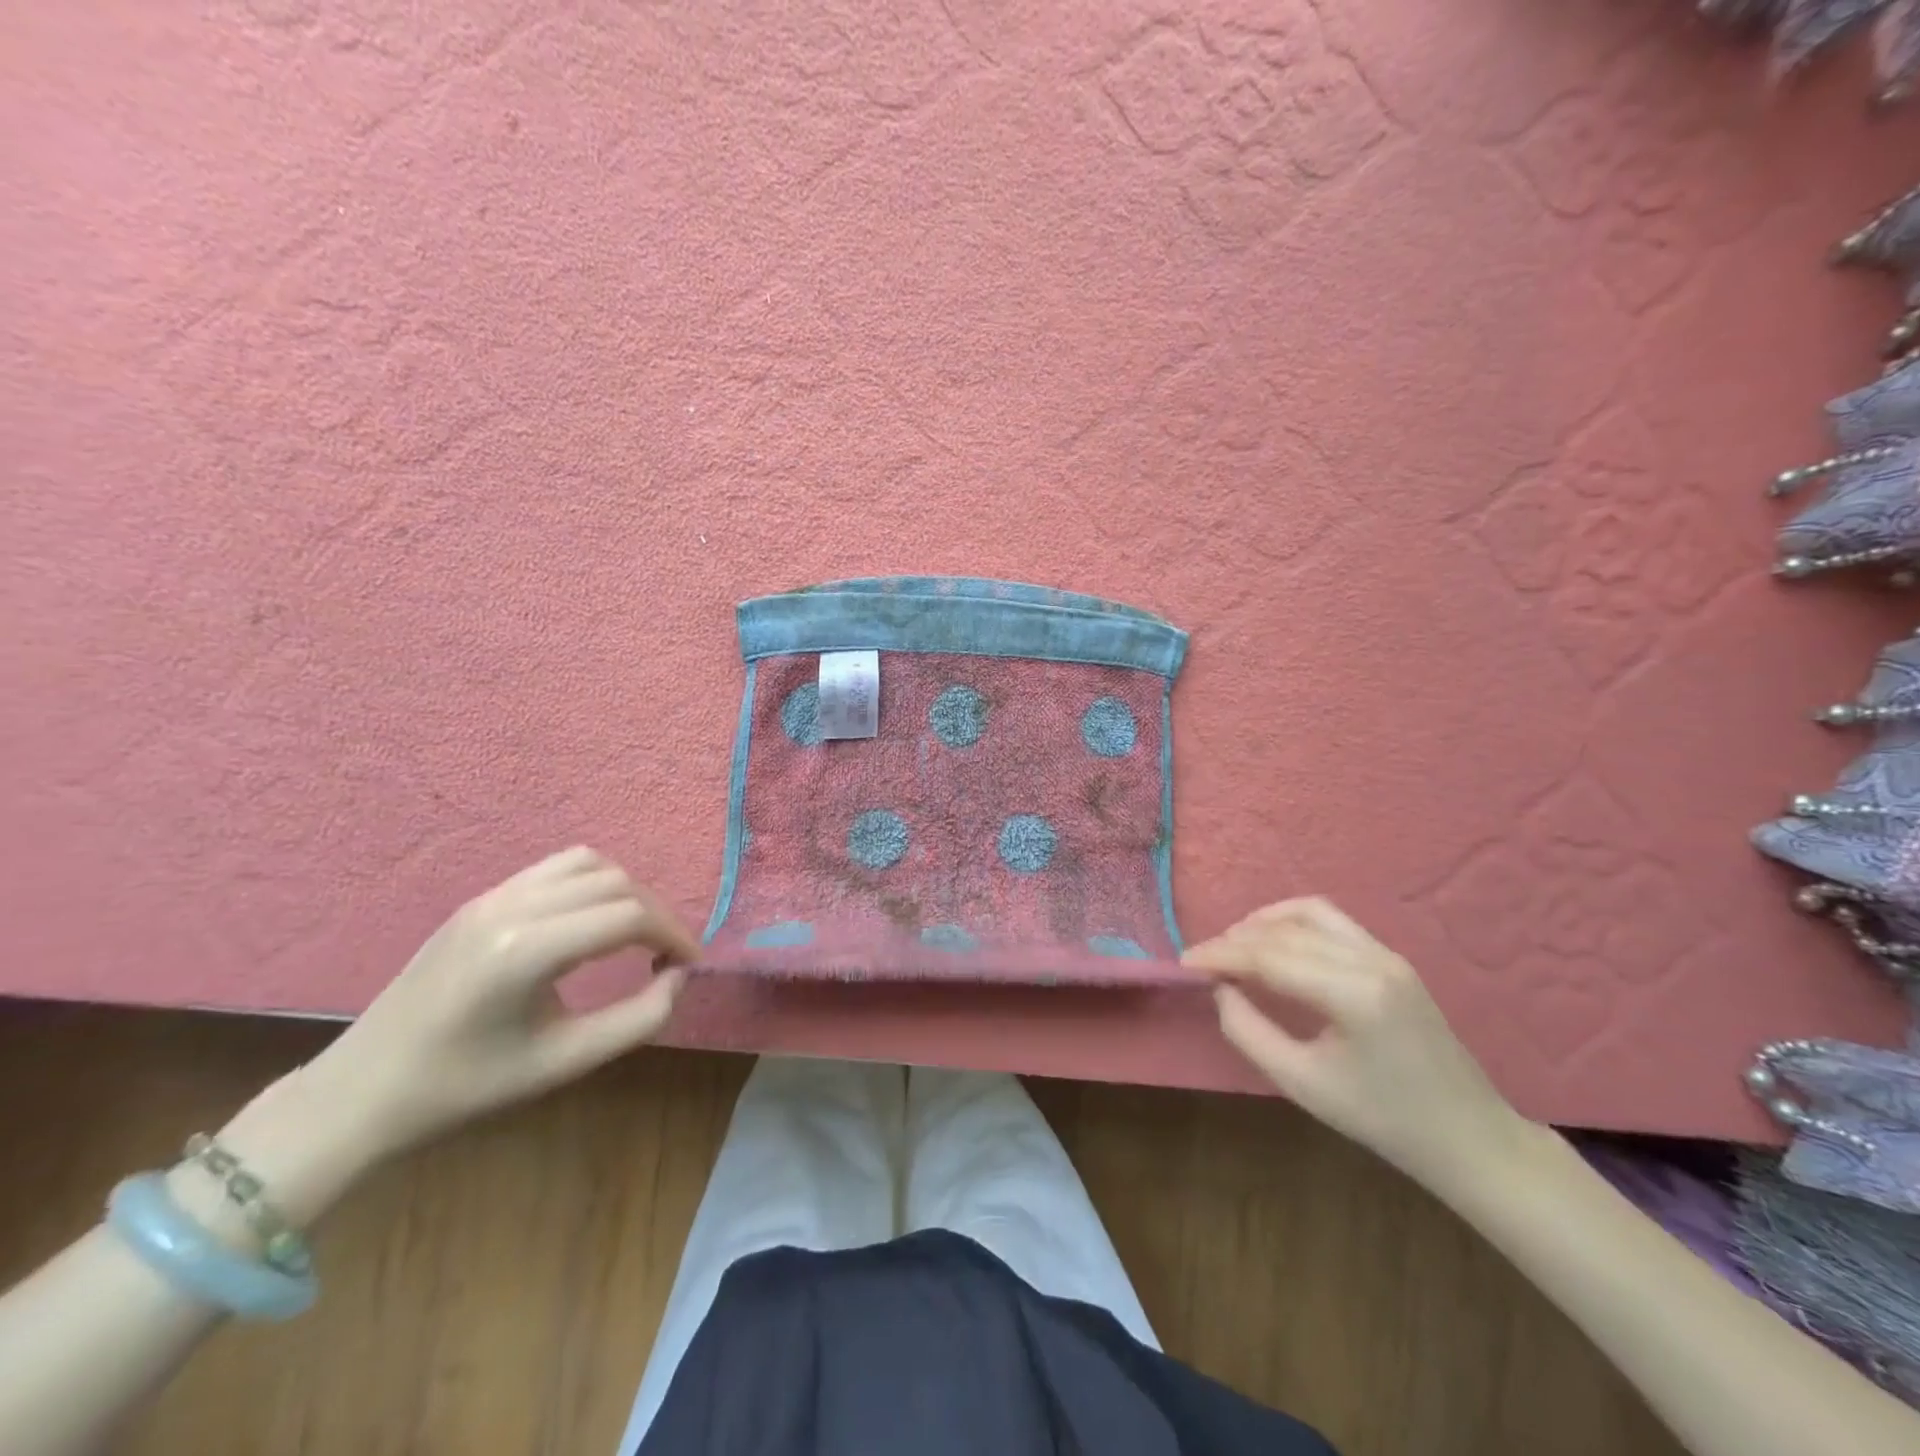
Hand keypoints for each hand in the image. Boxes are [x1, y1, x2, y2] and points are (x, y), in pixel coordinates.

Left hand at [190, 849, 697, 1236]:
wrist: (363, 1091)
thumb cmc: (465, 1087)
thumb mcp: (563, 1063)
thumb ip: (638, 1019)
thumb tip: (679, 978)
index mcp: (526, 950)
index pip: (629, 916)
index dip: (674, 935)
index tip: (689, 965)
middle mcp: (512, 906)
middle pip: (615, 883)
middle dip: (656, 914)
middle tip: (668, 955)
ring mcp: (492, 896)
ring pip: (588, 864)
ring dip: (625, 892)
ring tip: (635, 934)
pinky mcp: (481, 899)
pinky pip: (555, 868)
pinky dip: (592, 883)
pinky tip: (592, 921)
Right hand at [1184, 897, 1527, 1191]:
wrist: (1468, 1138)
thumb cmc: (1382, 1120)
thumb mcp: (1301, 1084)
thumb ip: (1248, 1031)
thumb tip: (1219, 989)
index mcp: (1353, 994)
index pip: (1269, 956)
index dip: (1220, 955)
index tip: (1183, 963)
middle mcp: (1371, 960)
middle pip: (1285, 931)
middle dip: (1236, 939)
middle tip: (1203, 961)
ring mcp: (1386, 954)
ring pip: (1310, 912)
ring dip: (1264, 922)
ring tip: (1234, 946)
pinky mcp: (1391, 959)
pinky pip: (1332, 922)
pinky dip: (1293, 923)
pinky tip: (1274, 944)